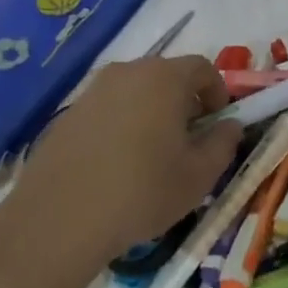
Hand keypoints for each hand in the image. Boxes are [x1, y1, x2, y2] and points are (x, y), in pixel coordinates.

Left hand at [0, 55, 242, 276]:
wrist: (58, 220)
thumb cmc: (142, 192)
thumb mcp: (200, 175)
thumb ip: (224, 143)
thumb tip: (229, 125)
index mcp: (164, 78)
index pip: (203, 67)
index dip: (218, 93)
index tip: (217, 125)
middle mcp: (127, 72)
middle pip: (167, 76)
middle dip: (185, 102)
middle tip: (188, 141)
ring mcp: (92, 91)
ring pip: (135, 92)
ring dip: (151, 113)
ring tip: (151, 155)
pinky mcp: (67, 114)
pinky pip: (107, 109)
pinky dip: (121, 125)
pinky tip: (116, 165)